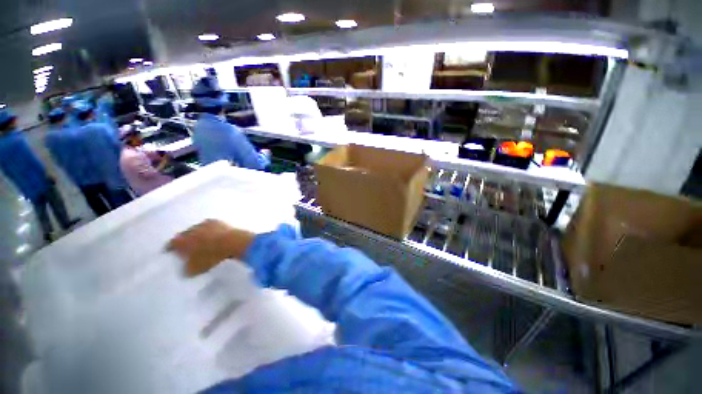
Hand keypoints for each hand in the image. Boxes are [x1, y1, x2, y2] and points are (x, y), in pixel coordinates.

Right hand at [167, 219, 255, 276]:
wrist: (231, 242)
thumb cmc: (210, 257)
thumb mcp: (195, 269)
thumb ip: (186, 269)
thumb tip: (186, 269)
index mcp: (181, 241)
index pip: (171, 244)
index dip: (171, 249)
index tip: (171, 252)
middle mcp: (190, 230)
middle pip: (184, 235)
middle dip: (186, 241)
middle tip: (188, 248)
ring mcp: (204, 224)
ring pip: (197, 229)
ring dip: (198, 235)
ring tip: (202, 241)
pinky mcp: (217, 221)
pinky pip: (210, 226)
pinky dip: (210, 231)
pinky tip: (214, 235)